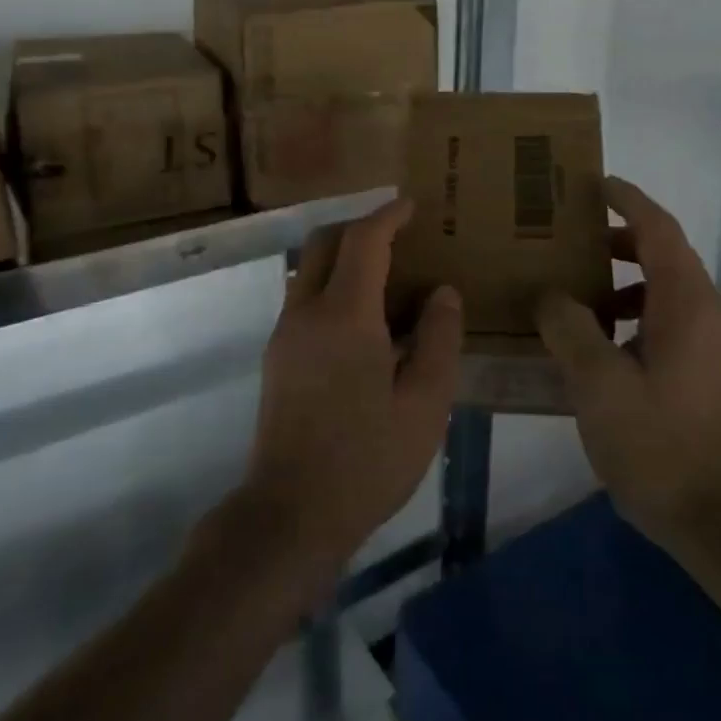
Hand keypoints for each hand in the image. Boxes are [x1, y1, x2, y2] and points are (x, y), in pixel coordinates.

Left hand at [240, 198, 462, 581]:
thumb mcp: (425, 404)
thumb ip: (438, 339)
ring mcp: (285, 334)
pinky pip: (304, 297)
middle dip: (360, 226)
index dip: (388, 215)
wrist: (291, 515)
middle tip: (398, 234)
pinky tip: (363, 320)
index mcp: (345, 316)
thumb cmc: (367, 459)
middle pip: (326, 242)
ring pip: (310, 268)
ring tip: (386, 275)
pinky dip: (332, 284)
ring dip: (343, 256)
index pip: (364, 241)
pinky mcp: (277, 357)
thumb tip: (442, 293)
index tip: (412, 206)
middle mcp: (306, 312)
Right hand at [535, 176, 720, 552]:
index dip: (628, 200)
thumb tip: (550, 293)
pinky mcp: (719, 380)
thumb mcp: (597, 384)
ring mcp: (720, 350)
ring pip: (670, 296)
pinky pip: (676, 327)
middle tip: (575, 244)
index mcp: (686, 303)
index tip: (596, 183)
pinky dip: (641, 319)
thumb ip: (569, 328)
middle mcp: (710, 315)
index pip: (658, 229)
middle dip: (622, 243)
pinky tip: (608, 355)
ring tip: (582, 303)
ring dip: (629, 286)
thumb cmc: (660, 445)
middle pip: (667, 258)